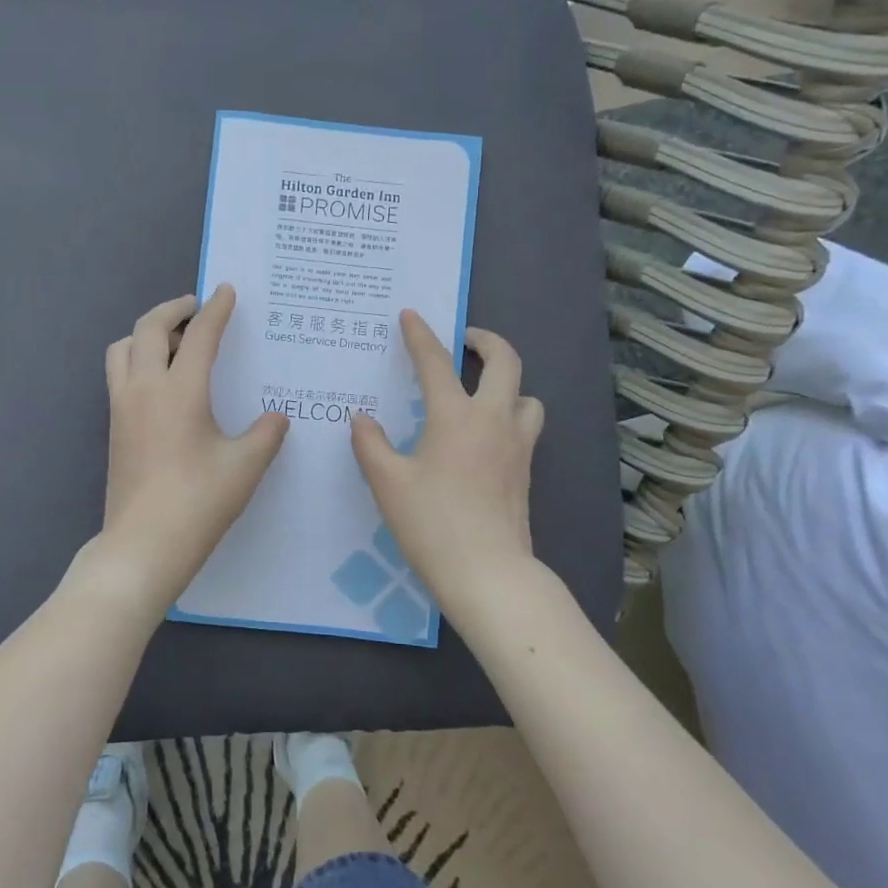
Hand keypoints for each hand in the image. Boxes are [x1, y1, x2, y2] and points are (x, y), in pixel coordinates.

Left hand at [94, 285, 289, 610]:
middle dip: (173, 309)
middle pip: (148, 329)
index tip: (226, 290)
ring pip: (122, 348)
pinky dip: (136, 359)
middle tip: (196, 307)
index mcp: (180, 390)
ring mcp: (122, 407)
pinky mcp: (113, 428)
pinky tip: (162, 382)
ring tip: (174, 342)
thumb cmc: (199, 502)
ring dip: (146, 333)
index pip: (200, 335)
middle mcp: (144, 388)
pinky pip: (119, 374)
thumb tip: (276, 418)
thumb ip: (266, 435)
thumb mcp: (246, 466)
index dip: (216, 309)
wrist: (143, 545)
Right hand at [350, 311, 543, 609]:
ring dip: (507, 382)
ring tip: (481, 390)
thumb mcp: (387, 482)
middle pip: (506, 361)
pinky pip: (526, 425)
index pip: (436, 362)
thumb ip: (371, 444)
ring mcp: (517, 445)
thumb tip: (361, 418)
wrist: (487, 573)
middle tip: (466, 340)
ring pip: (527, 395)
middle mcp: (494, 420)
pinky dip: (511, 413)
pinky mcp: (526, 470)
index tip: (410, 315)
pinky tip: (486, 434)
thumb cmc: (432, 524)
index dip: (420, 335)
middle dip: (486, 341)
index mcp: (456, 416)